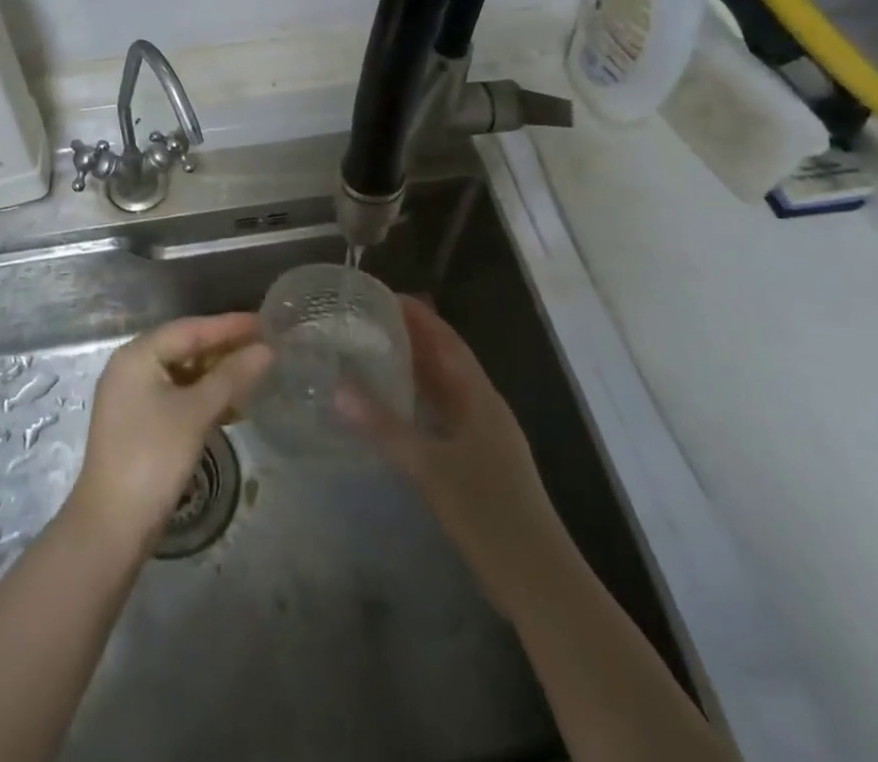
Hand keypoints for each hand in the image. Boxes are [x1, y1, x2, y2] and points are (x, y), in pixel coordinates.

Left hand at [67, 314, 271, 551]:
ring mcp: (133, 397)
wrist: (111, 526)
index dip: (229, 325)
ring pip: (183, 374)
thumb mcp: (196, 412)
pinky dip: (204, 398)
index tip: (265, 322)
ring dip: (217, 375)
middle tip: (265, 347)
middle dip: (225, 349)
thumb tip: (266, 350)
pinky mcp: (139, 424)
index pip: (190, 329)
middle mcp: (131, 368)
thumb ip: (232, 377)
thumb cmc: (153, 457)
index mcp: (138, 355)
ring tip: (256, 375)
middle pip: (185, 348)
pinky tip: (232, 408)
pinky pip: (177, 396)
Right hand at [339, 295, 559, 619]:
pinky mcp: (478, 463)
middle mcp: (483, 408)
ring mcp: (484, 437)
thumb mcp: (430, 468)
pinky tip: (393, 410)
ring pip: (445, 390)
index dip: (418, 315)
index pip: (447, 340)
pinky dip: (419, 404)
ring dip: (414, 370)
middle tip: (366, 321)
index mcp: (479, 397)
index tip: (382, 295)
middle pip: (446, 360)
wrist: (539, 581)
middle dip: (411, 337)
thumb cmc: (488, 513)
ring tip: (372, 355)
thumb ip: (383, 427)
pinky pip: (443, 417)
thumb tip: (338, 388)